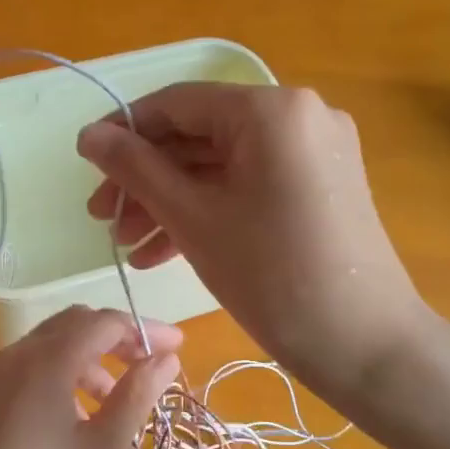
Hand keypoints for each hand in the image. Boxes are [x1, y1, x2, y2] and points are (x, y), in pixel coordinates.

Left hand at [0, 306, 180, 448]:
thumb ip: (137, 395)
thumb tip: (166, 358)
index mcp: (46, 360)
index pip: (104, 322)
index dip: (144, 330)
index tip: (178, 349)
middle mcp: (15, 355)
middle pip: (74, 325)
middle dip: (117, 339)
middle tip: (150, 368)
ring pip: (51, 346)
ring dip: (90, 360)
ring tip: (117, 401)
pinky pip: (31, 368)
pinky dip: (63, 375)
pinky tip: (78, 417)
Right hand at [76, 83, 428, 402]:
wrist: (365, 344)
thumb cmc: (272, 277)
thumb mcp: (193, 219)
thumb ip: (136, 169)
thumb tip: (88, 134)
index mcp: (270, 110)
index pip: (178, 104)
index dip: (124, 132)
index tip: (84, 166)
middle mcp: (298, 116)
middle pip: (200, 136)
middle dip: (146, 180)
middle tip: (103, 220)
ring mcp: (315, 153)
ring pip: (222, 166)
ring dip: (171, 203)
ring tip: (129, 248)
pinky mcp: (320, 188)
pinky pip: (249, 187)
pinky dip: (209, 212)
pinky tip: (164, 252)